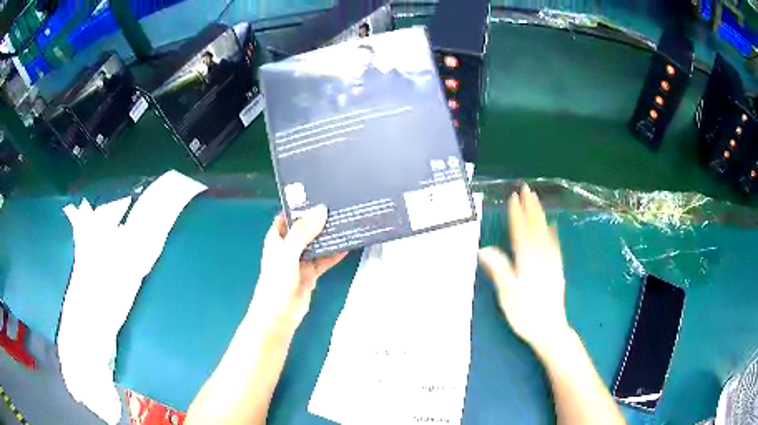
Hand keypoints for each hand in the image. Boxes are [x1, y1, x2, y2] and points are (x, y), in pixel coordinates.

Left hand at [249, 205, 346, 335]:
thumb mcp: (288, 252)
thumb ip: (304, 232)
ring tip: (346, 223)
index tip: (319, 194)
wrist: (279, 316)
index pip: (288, 215)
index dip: (301, 206)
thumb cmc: (277, 281)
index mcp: (277, 237)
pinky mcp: (311, 274)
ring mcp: (300, 261)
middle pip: (305, 228)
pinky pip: (324, 260)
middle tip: (339, 206)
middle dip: (319, 219)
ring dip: (328, 237)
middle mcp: (288, 247)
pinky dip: (334, 255)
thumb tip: (322, 209)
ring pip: (316, 244)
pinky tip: (347, 246)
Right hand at [478, 184, 570, 355]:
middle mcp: (540, 256)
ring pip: (545, 232)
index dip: (516, 213)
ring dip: (540, 215)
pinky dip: (552, 233)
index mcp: (527, 260)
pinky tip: (552, 226)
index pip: (520, 231)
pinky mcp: (557, 269)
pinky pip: (555, 245)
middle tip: (527, 189)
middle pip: (535, 227)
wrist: (550, 329)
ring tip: (537, 200)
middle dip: (530, 207)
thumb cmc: (525, 314)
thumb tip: (484, 249)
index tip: (513, 196)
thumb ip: (499, 269)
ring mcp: (551, 261)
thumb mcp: (507, 293)